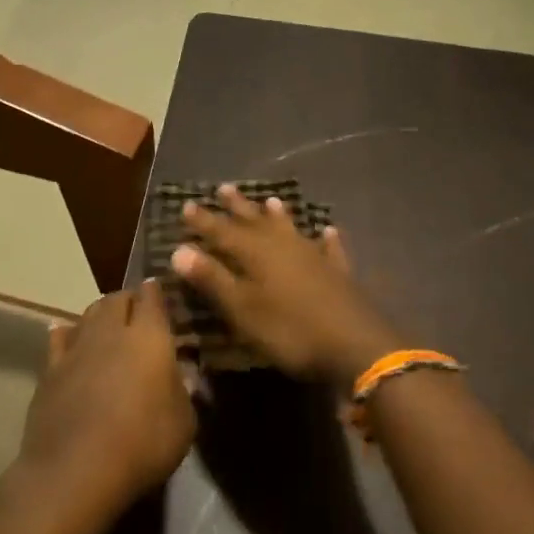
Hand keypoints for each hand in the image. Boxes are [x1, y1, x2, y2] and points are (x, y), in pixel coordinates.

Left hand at [16, 280, 195, 530]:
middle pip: (116, 299)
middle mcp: (111, 332)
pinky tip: (68, 337)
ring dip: (100, 315)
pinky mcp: (49, 370)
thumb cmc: (142, 444)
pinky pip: (59, 339)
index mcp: (149, 337)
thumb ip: (183, 391)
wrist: (75, 470)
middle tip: (138, 313)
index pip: (152, 297)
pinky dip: (68, 334)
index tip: (161, 292)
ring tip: (107, 325)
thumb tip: (182, 374)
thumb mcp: (184, 423)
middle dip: (128, 300)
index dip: (156, 292)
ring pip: (87, 314)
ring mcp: (75, 348)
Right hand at [170, 184, 401, 384]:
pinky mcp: (338, 274)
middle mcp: (284, 246)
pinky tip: (328, 230)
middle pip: (256, 222)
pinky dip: (326, 239)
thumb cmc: (289, 330)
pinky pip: (329, 249)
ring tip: (270, 200)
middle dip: (238, 207)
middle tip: (224, 188)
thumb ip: (212, 278)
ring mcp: (314, 257)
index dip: (203, 221)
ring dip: (278, 215)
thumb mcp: (242, 309)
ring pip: (290, 229)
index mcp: (256, 254)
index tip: (186, 204)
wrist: (354, 345)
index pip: (222, 232)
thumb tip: (178, 249)